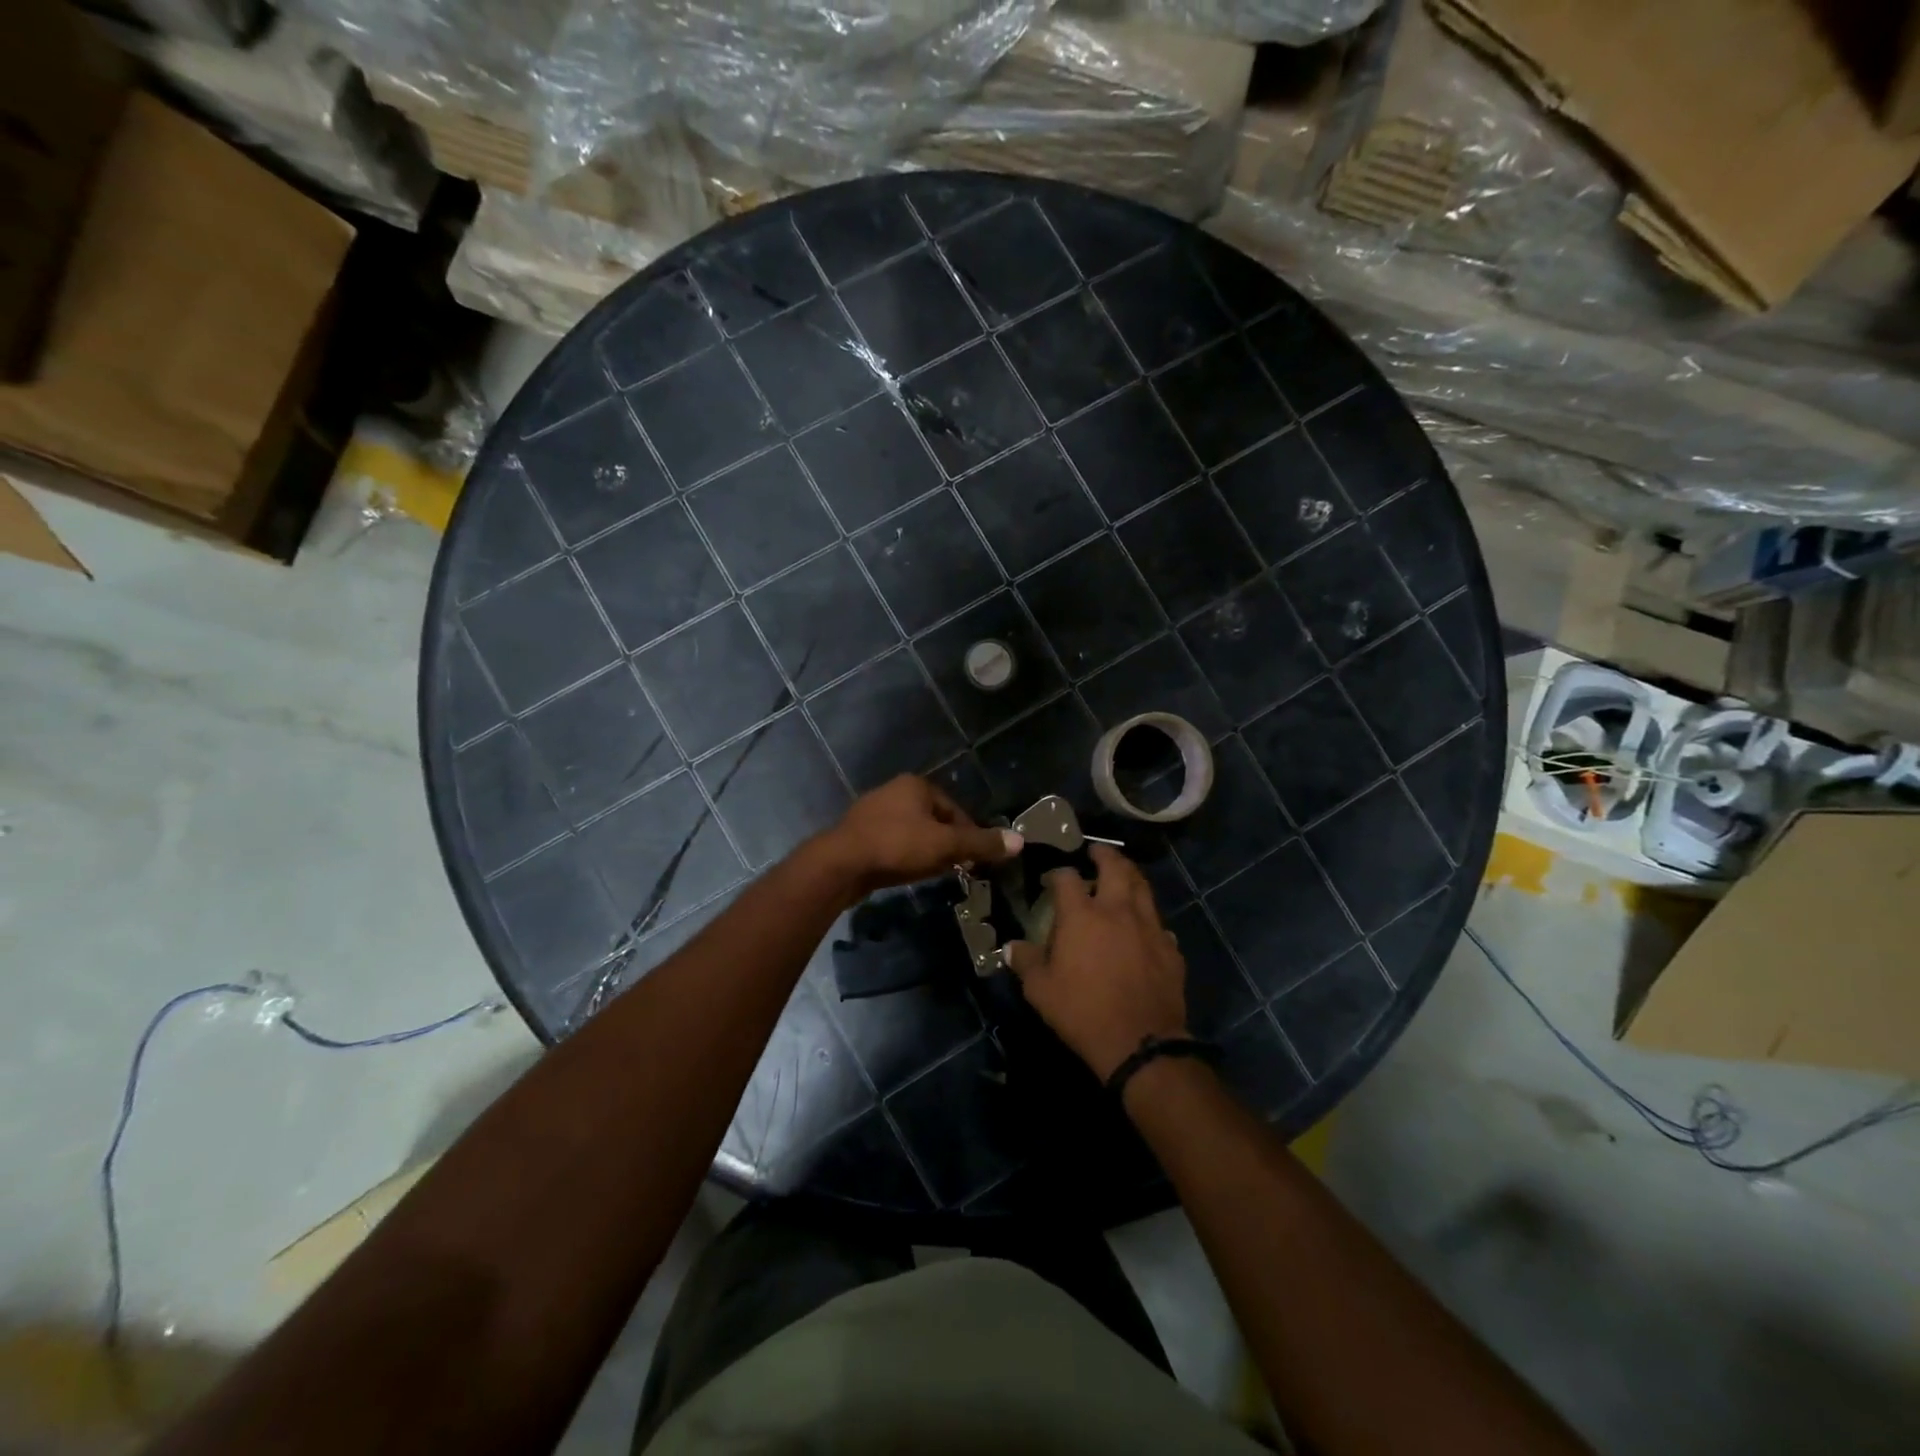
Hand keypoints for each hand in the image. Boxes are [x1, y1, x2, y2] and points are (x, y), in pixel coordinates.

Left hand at [813, 775, 1021, 899]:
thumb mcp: (945, 845)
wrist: (840, 864)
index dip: (970, 835)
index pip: (956, 810)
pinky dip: (905, 856)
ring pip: (913, 832)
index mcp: (916, 785)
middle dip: (948, 844)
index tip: (976, 860)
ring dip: (926, 851)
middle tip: (957, 869)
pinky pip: (893, 843)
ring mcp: (873, 812)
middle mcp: (894, 791)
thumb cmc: (897, 846)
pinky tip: (906, 873)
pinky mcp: (859, 834)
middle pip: (935, 820)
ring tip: (933, 873)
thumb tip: (1020, 841)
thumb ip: (981, 844)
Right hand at [1005, 845, 1188, 1081]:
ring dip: (1130, 876)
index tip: (1051, 880)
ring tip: (1122, 875)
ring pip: (1143, 887)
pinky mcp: (1170, 948)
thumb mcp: (1040, 990)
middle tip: (1095, 853)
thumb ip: (1025, 962)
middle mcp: (1117, 910)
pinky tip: (1144, 927)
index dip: (1057, 873)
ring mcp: (1149, 926)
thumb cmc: (1082, 1011)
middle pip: (1115, 867)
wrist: (1140, 1042)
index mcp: (1082, 915)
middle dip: (1104, 855)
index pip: (1067, 878)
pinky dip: (1148, 917)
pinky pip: (1159, 923)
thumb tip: (1010, 947)